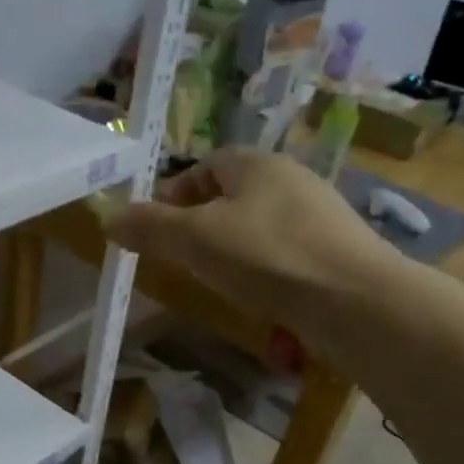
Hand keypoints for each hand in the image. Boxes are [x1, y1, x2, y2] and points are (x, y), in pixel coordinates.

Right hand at [100, 151, 391, 325]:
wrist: (354, 299)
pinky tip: (259, 294)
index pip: (206, 164)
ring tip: (216, 279)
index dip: (175, 192)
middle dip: (201, 222)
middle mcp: (290, 179)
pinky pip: (284, 252)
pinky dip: (263, 268)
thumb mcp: (196, 239)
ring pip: (259, 224)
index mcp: (256, 163)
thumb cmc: (268, 256)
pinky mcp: (334, 251)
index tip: (156, 227)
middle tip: (181, 257)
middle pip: (233, 194)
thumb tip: (108, 217)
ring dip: (232, 247)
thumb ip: (151, 227)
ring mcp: (318, 215)